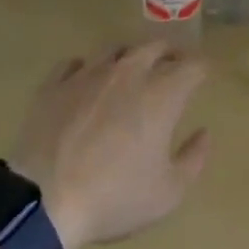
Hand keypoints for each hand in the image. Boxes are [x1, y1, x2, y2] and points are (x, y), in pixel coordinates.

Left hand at [8, 40, 210, 248]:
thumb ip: (194, 159)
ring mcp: (89, 74)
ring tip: (130, 71)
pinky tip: (86, 82)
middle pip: (156, 46)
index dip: (202, 69)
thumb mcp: (167, 193)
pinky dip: (86, 69)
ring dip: (130, 56)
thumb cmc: (114, 198)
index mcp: (161, 94)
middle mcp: (128, 72)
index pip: (193, 65)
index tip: (203, 77)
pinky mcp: (55, 84)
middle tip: (172, 68)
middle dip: (169, 54)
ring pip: (116, 49)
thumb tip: (203, 133)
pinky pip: (74, 63)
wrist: (44, 202)